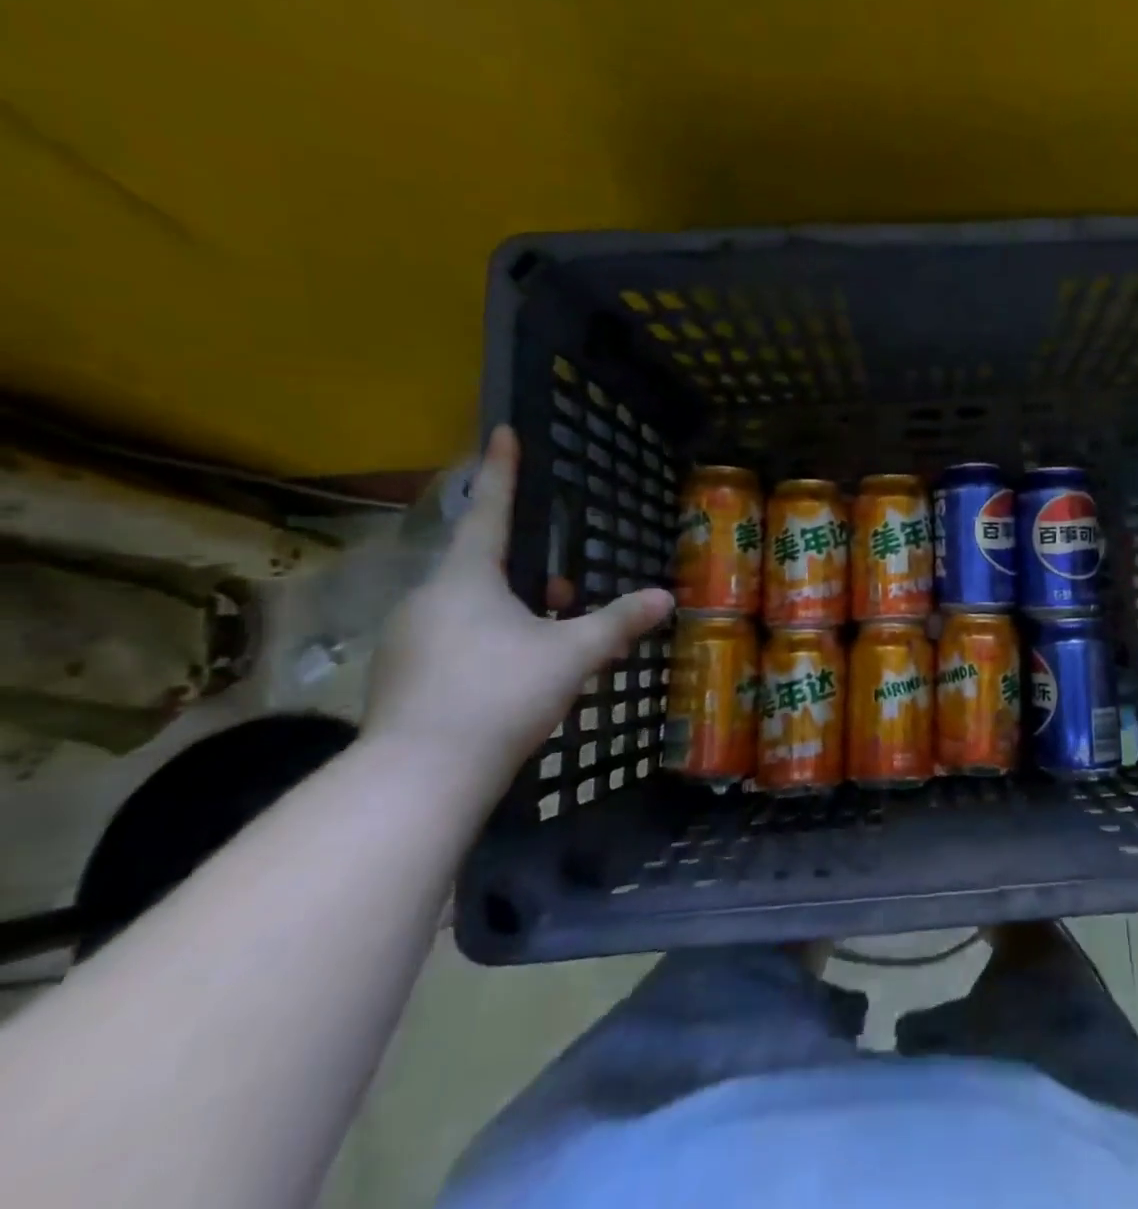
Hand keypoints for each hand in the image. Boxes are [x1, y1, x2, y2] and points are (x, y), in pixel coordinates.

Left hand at [364, 426, 674, 781]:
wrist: (418, 778)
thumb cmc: (500, 694)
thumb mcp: (572, 654)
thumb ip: (618, 622)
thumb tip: (665, 597)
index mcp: (465, 579)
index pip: (489, 510)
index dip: (501, 470)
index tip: (502, 431)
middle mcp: (428, 599)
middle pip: (485, 568)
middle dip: (529, 574)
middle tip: (566, 594)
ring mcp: (407, 640)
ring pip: (470, 608)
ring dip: (512, 613)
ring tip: (550, 645)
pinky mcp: (400, 677)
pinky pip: (452, 641)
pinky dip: (487, 645)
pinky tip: (513, 680)